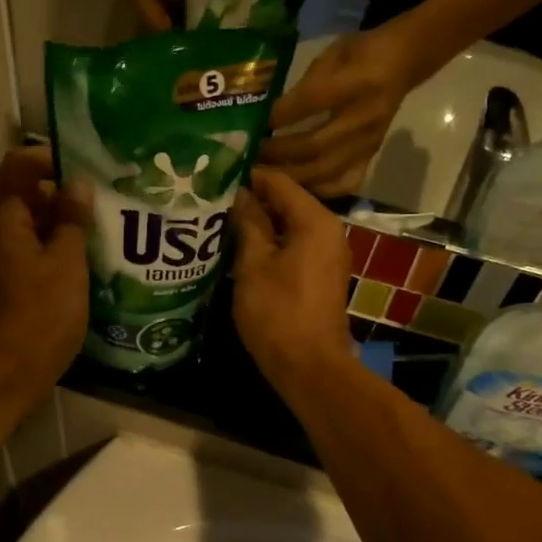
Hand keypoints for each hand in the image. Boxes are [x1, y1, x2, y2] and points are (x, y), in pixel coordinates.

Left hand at [0, 146, 89, 417]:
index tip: (89, 169)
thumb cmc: (38, 319)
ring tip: (103, 236)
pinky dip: (53, 255)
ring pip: (30, 231)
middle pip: (26, 198)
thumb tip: (77, 185)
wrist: (1, 380)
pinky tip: (84, 270)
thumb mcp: (66, 266)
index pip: (19, 165)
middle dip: (65, 197)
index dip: (52, 158)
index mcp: (3, 221)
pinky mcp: (1, 290)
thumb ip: (72, 221)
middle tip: (107, 205)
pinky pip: (28, 257)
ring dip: (62, 229)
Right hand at [230, 166, 357, 393]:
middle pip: (286, 202)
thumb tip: (239, 195)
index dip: (246, 177)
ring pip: (289, 225)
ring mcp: (328, 254)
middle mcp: (329, 231)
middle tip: (212, 199)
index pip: (278, 182)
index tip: (214, 176)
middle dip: (251, 200)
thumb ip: (248, 224)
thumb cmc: (278, 312)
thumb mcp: (253, 265)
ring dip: (258, 223)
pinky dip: (271, 243)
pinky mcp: (321, 275)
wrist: (309, 366)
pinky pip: (294, 245)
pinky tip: (241, 247)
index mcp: (315, 221)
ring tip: (220, 221)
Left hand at [259, 27, 420, 196]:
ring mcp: (369, 142)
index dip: (280, 116)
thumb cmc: (360, 53)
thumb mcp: (331, 54)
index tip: (256, 125)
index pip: (311, 103)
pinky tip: (297, 186)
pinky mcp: (372, 156)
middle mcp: (364, 117)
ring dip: (292, 176)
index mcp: (356, 82)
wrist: (403, 63)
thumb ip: (304, 85)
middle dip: (279, 154)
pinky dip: (318, 189)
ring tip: (266, 174)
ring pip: (326, 171)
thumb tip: (271, 116)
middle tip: (253, 157)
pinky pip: (345, 183)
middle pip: (315, 146)